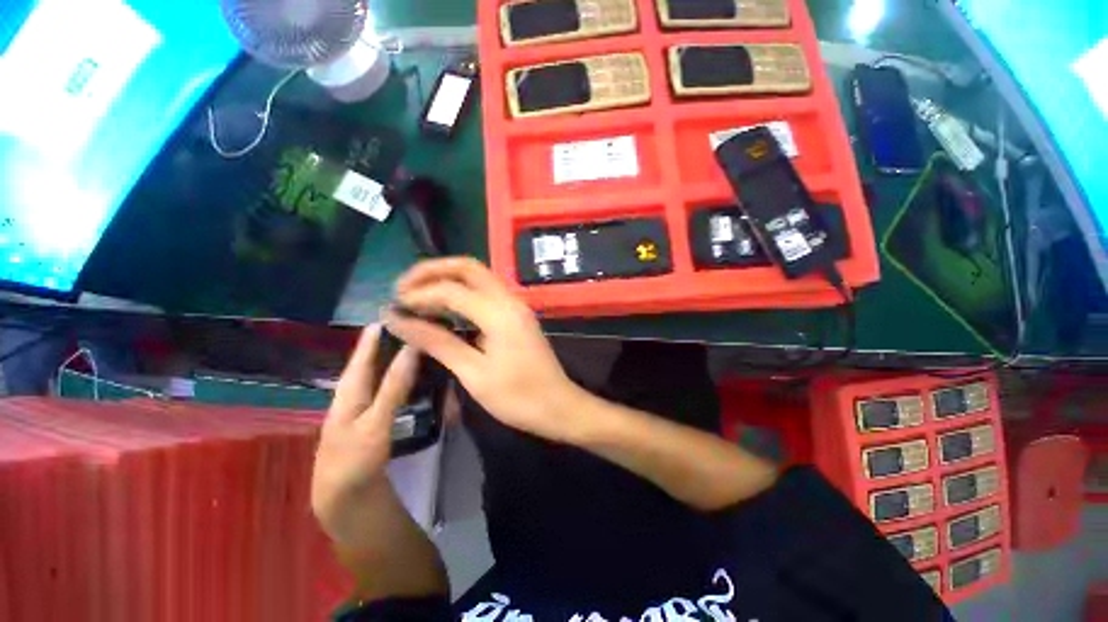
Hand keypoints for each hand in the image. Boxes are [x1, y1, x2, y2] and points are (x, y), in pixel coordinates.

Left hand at [312, 325, 419, 549]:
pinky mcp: (378, 417)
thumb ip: (394, 386)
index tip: (396, 310)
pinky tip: (418, 375)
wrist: (347, 501)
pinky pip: (392, 387)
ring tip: (421, 343)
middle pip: (375, 360)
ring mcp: (367, 405)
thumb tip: (411, 348)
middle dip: (393, 341)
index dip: (378, 331)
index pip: (365, 351)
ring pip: (383, 373)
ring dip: (399, 357)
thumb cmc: (355, 461)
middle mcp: (356, 392)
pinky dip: (404, 376)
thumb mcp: (375, 422)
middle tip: (417, 324)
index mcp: (349, 389)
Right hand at [384, 257, 589, 443]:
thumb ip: (438, 342)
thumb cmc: (517, 396)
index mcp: (499, 313)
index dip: (418, 295)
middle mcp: (509, 300)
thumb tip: (399, 321)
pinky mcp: (517, 314)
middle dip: (433, 271)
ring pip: (479, 276)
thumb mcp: (474, 373)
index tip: (393, 307)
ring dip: (447, 278)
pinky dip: (462, 291)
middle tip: (403, 287)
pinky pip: (486, 292)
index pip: (451, 290)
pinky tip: (445, 306)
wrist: (558, 405)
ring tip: (417, 293)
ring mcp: (516, 305)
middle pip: (468, 268)